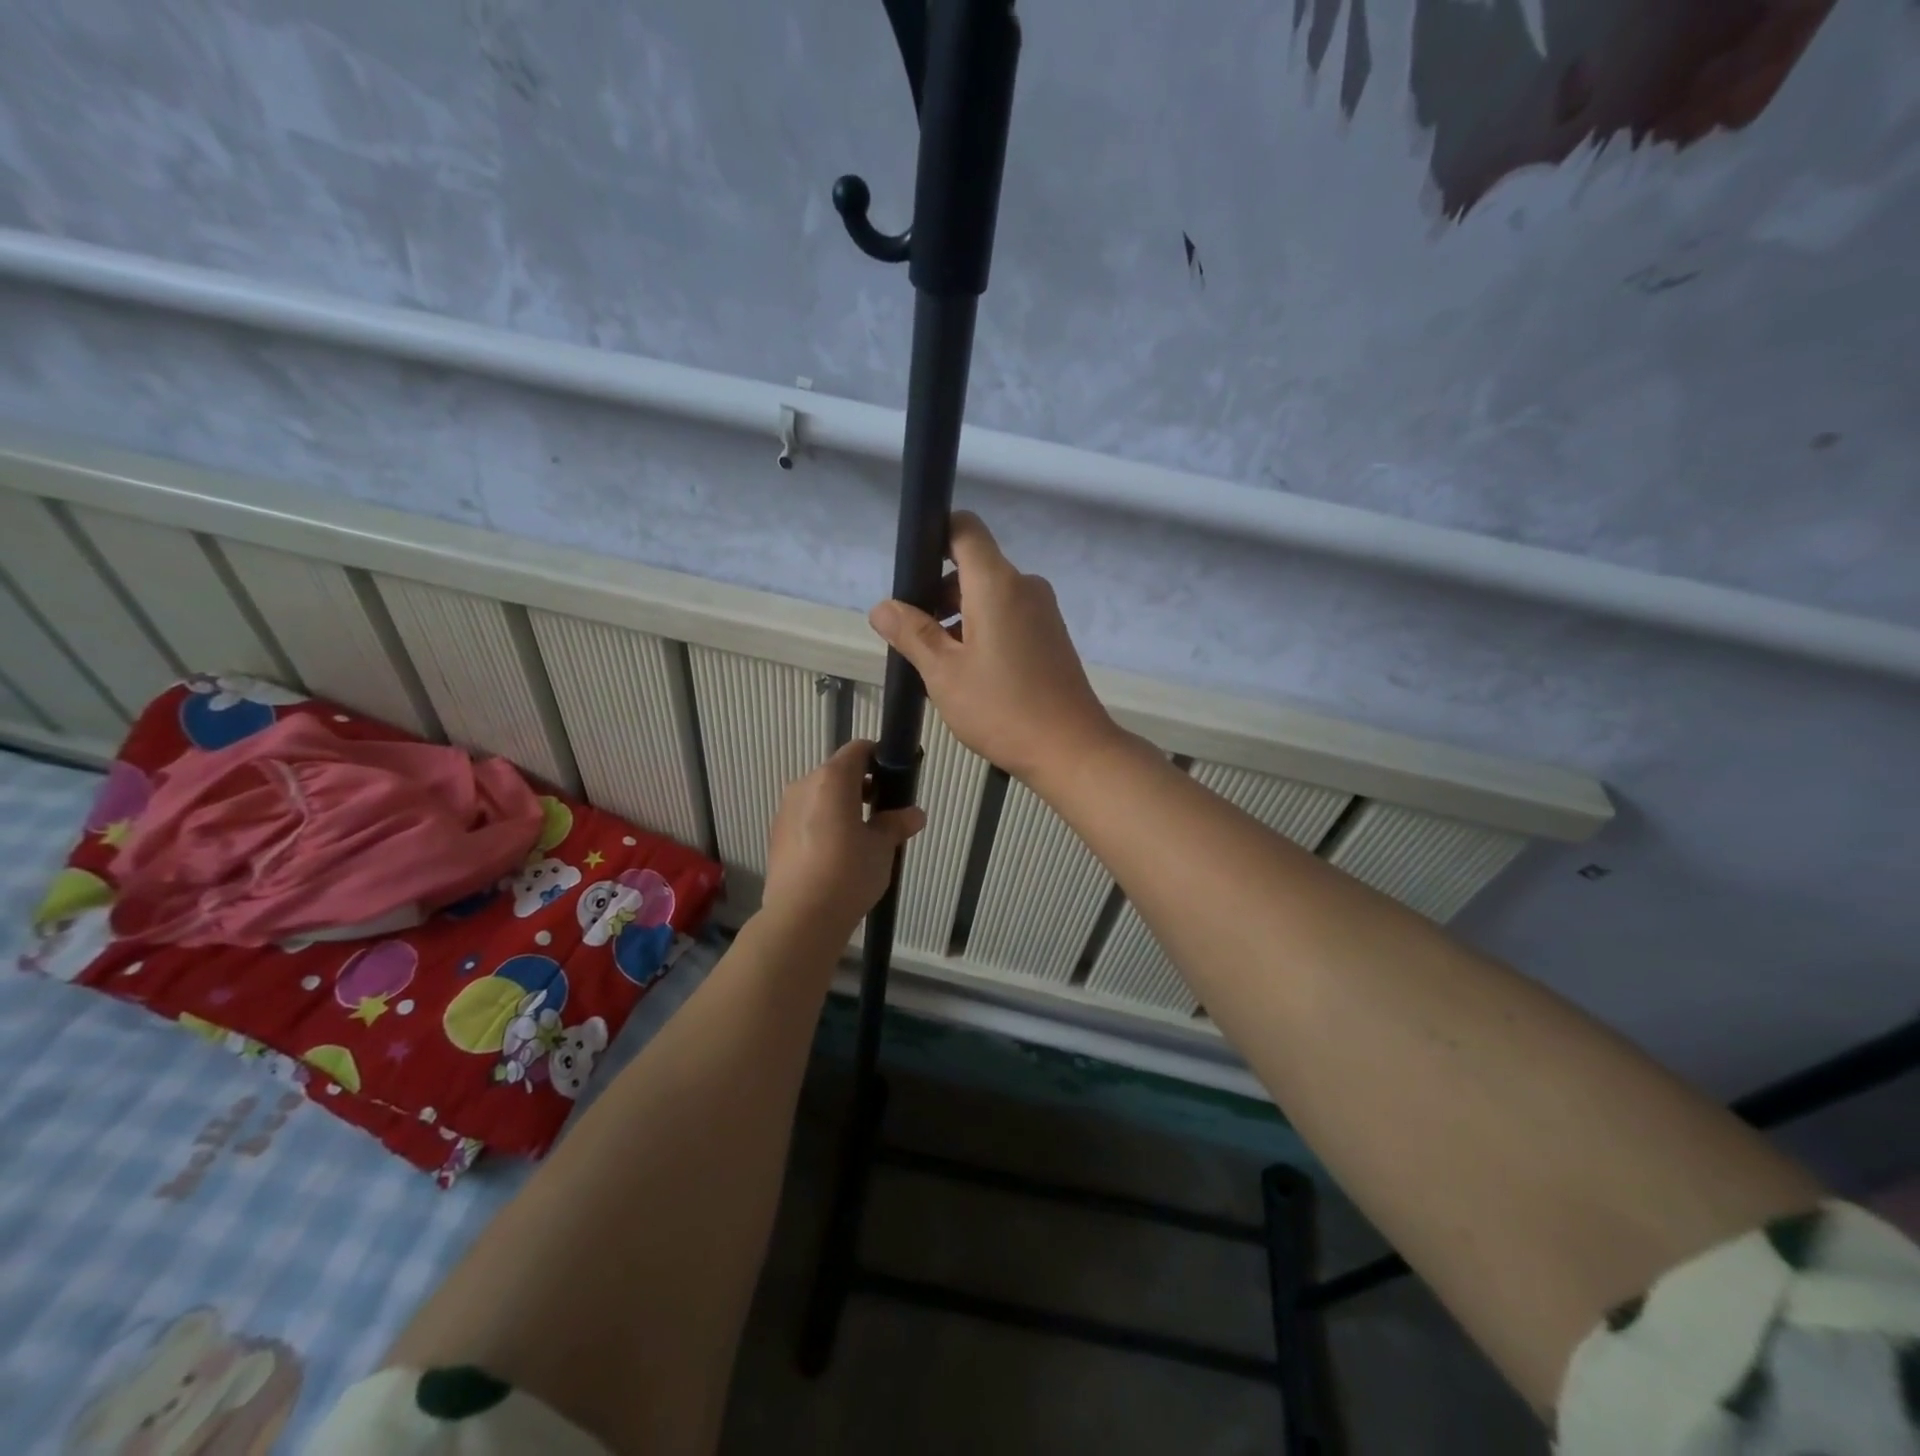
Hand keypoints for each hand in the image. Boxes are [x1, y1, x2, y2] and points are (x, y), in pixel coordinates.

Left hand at [760, 739, 926, 938]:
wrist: (800, 918)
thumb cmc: (848, 873)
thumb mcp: (882, 848)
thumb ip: (897, 824)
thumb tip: (914, 814)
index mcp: (832, 779)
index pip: (858, 750)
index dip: (878, 758)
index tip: (894, 779)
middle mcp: (804, 786)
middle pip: (837, 773)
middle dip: (861, 786)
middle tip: (883, 813)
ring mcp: (785, 810)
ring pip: (820, 796)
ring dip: (840, 806)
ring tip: (860, 838)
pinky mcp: (776, 835)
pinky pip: (805, 817)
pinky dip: (822, 825)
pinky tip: (835, 855)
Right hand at [868, 512, 1121, 785]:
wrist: (1071, 749)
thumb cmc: (1002, 709)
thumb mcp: (943, 673)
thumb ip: (911, 633)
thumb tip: (882, 607)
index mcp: (997, 584)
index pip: (965, 528)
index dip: (934, 535)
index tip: (911, 571)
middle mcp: (1024, 587)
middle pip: (973, 567)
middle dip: (938, 593)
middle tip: (913, 636)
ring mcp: (1042, 612)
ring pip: (989, 596)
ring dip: (958, 618)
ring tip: (937, 664)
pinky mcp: (1051, 636)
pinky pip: (1008, 617)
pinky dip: (983, 631)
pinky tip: (969, 674)